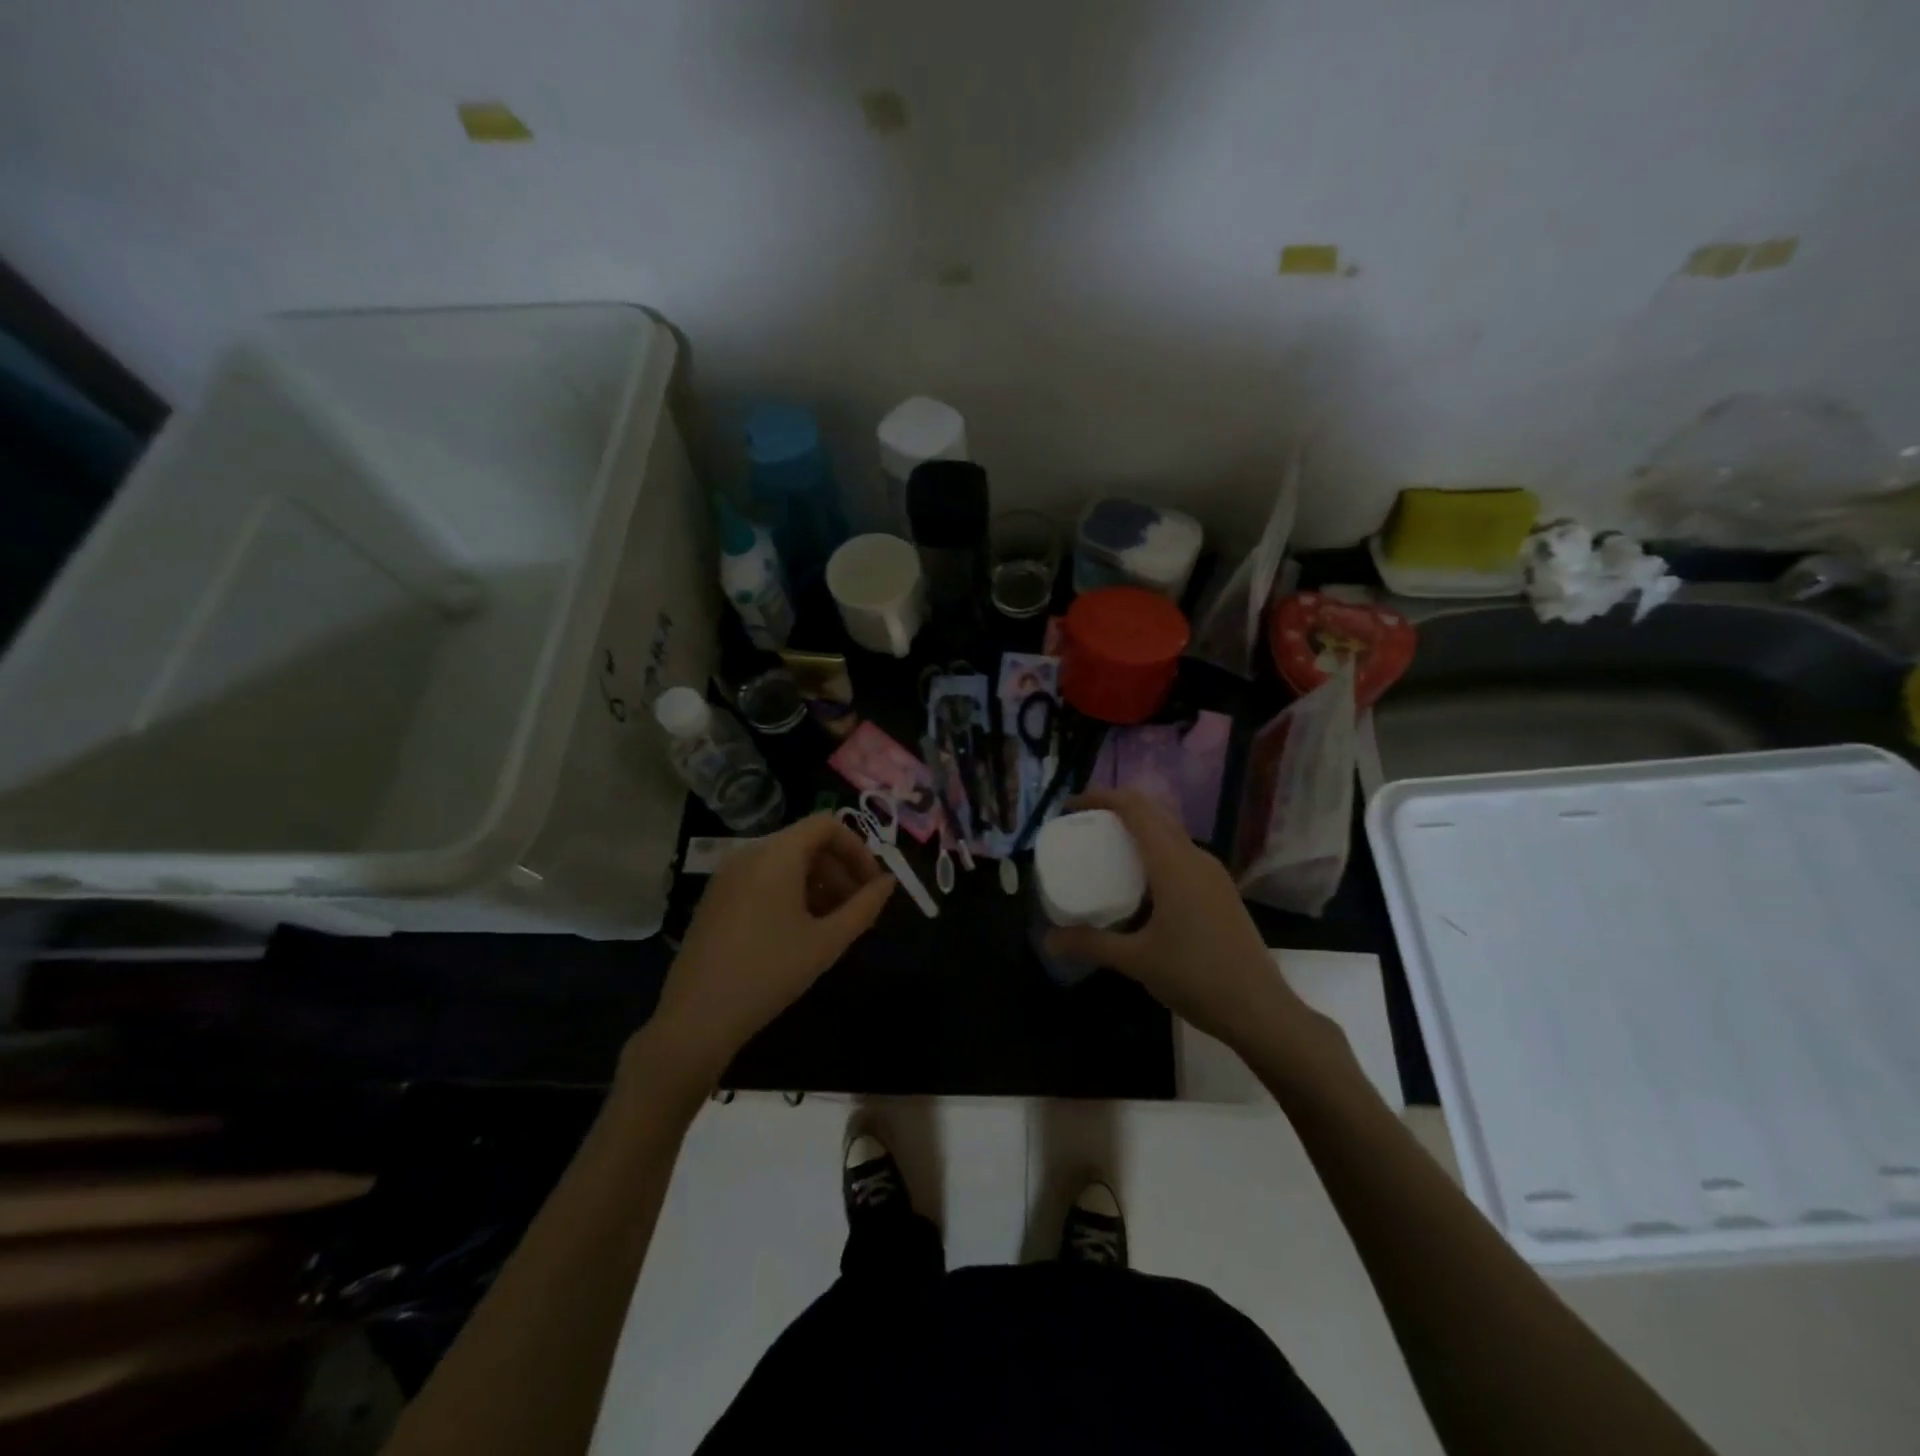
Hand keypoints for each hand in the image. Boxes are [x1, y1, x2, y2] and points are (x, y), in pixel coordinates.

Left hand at [640, 814, 894, 1085]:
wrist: (696, 1018)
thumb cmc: (769, 973)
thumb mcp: (827, 941)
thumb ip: (864, 907)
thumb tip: (888, 883)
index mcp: (776, 855)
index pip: (827, 825)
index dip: (857, 849)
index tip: (872, 885)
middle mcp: (749, 853)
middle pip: (806, 842)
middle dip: (839, 869)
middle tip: (857, 909)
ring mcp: (728, 876)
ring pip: (785, 862)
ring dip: (817, 883)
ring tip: (833, 924)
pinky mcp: (716, 898)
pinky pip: (763, 878)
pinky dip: (790, 892)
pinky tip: (799, 931)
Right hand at [1043, 790, 1324, 1056]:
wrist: (1260, 1010)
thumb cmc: (1196, 977)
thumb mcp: (1136, 960)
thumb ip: (1091, 943)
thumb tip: (1048, 940)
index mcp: (1173, 864)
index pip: (1135, 809)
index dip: (1101, 798)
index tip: (1071, 808)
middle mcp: (1195, 858)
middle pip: (1153, 815)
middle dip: (1116, 811)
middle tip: (1083, 827)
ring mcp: (1213, 874)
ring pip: (1169, 834)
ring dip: (1137, 831)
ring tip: (1105, 851)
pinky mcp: (1220, 891)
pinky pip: (1181, 855)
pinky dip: (1154, 853)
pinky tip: (1139, 884)